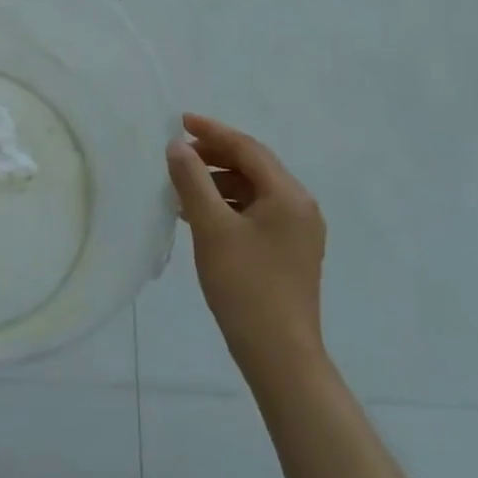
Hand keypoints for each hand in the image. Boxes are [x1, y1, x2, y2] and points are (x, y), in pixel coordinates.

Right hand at [165, 113, 326, 375]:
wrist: (280, 356)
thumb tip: (177, 146)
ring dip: (217, 182)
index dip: (212, 132)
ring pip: (252, 191)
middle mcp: (300, 207)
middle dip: (214, 156)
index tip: (179, 121)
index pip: (247, 148)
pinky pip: (255, 213)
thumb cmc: (246, 286)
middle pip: (253, 167)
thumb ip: (192, 181)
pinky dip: (227, 206)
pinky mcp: (288, 252)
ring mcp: (297, 232)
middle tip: (177, 154)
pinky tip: (199, 216)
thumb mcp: (211, 228)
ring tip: (181, 187)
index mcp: (289, 196)